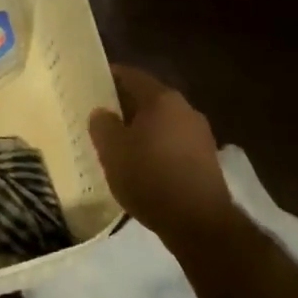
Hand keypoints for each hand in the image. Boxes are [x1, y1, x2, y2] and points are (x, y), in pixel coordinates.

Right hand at [89, 66, 234, 239]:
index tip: (91, 83)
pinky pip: (174, 144)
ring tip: (120, 144)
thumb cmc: (150, 178)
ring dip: (143, 129)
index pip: (131, 76)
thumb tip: (101, 112)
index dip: (109, 77)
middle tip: (101, 117)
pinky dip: (157, 148)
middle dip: (125, 106)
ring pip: (163, 122)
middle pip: (149, 99)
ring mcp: (200, 134)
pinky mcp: (206, 159)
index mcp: (162, 98)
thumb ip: (102, 125)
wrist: (199, 221)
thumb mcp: (113, 152)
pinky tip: (144, 166)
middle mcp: (185, 108)